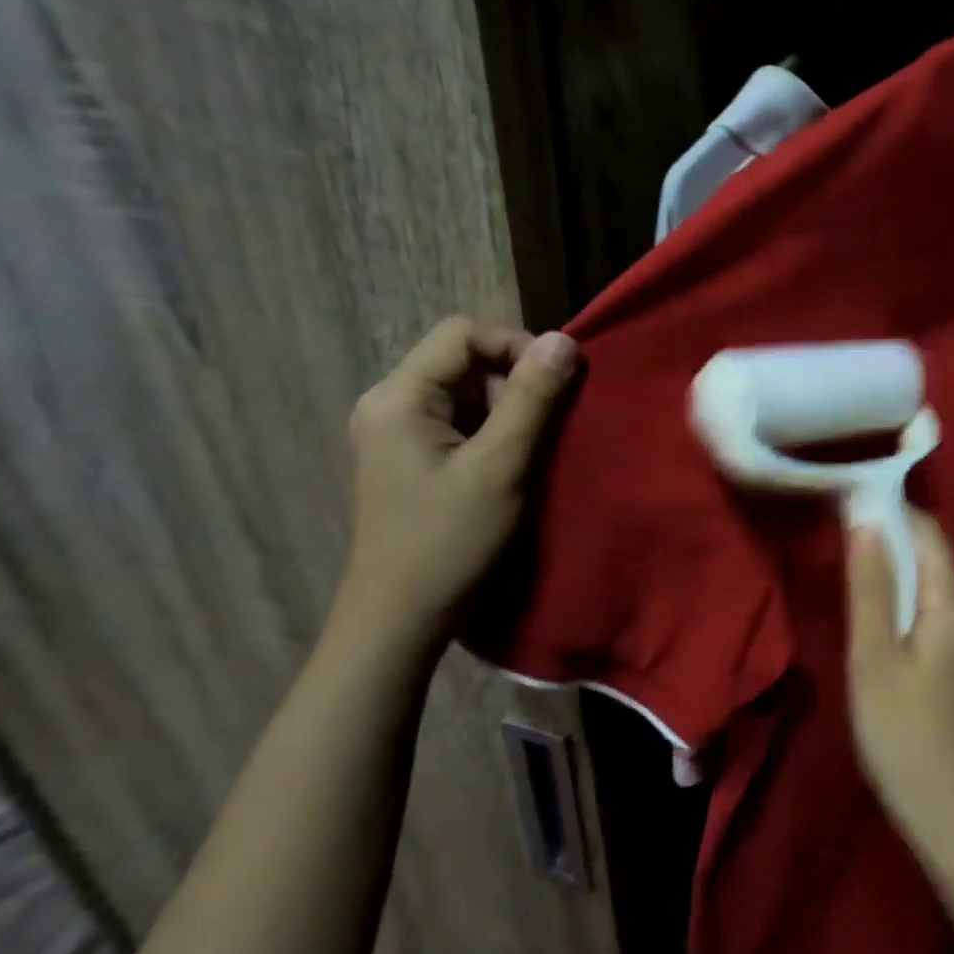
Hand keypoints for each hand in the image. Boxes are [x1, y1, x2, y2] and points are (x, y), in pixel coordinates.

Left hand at [331, 316, 578, 652]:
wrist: (401, 619)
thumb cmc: (449, 542)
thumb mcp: (500, 466)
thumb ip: (531, 399)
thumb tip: (563, 340)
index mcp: (399, 397)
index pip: (463, 334)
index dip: (516, 346)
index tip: (556, 384)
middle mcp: (390, 404)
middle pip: (464, 360)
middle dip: (514, 381)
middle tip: (547, 425)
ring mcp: (397, 432)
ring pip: (466, 391)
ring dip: (507, 408)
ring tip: (531, 449)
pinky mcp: (410, 457)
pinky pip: (460, 420)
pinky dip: (492, 430)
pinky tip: (510, 463)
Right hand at [846, 512, 953, 855]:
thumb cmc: (906, 734)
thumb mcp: (874, 656)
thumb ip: (870, 585)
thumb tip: (866, 519)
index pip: (928, 531)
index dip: (892, 511)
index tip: (850, 505)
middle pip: (933, 562)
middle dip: (890, 547)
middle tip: (841, 551)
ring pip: (934, 596)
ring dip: (897, 584)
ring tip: (855, 593)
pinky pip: (939, 625)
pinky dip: (909, 616)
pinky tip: (884, 640)